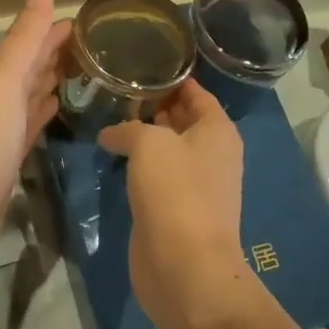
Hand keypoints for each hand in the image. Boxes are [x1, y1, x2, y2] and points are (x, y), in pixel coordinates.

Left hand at [0, 0, 70, 271]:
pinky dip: (45, 112)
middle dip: (58, 53)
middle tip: (97, 46)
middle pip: (31, 68)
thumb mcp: (4, 81)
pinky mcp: (10, 158)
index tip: (91, 23)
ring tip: (85, 72)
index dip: (54, 31)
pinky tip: (58, 109)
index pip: (30, 44)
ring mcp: (4, 130)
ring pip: (32, 95)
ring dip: (53, 81)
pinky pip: (32, 126)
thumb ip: (24, 41)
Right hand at [99, 78, 252, 328]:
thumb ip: (129, 128)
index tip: (144, 63)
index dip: (174, 78)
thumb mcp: (149, 144)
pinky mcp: (175, 210)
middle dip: (155, 106)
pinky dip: (139, 166)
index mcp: (218, 131)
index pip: (197, 94)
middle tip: (118, 90)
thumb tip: (111, 133)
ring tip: (110, 118)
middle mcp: (211, 154)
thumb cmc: (175, 192)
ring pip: (168, 150)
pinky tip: (114, 158)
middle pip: (183, 121)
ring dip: (144, 138)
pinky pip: (157, 177)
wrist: (184, 265)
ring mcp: (195, 185)